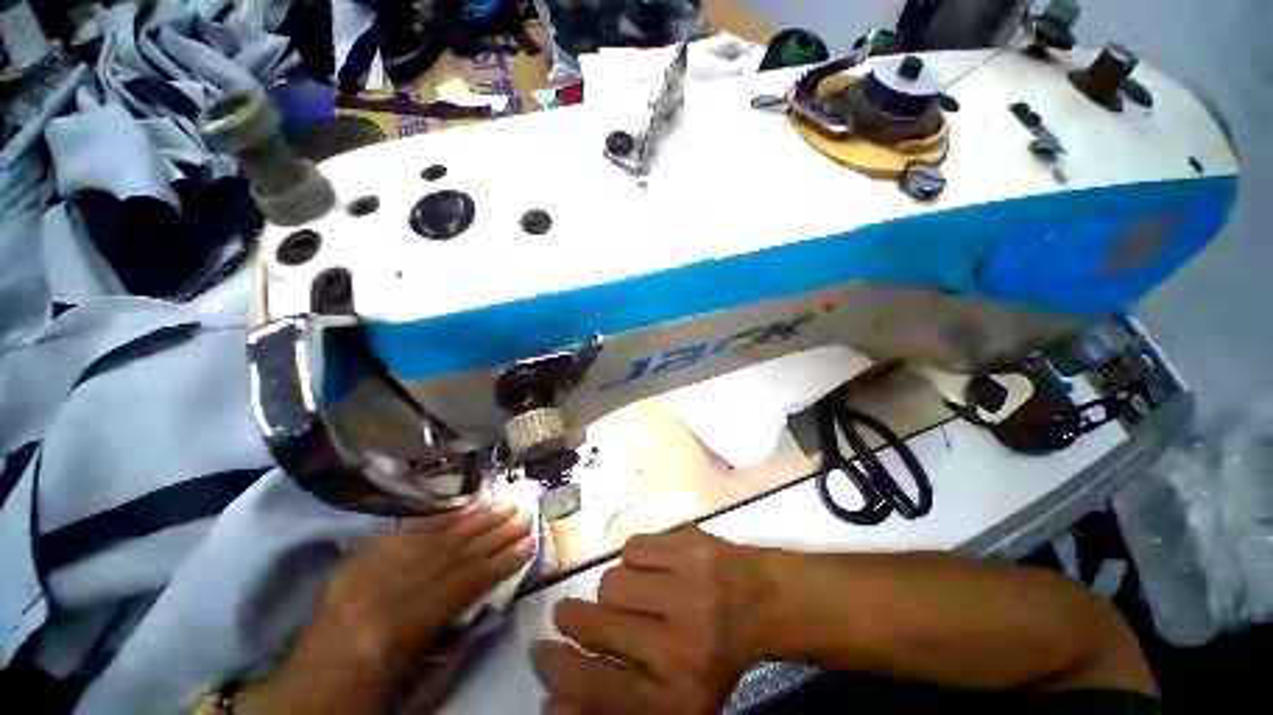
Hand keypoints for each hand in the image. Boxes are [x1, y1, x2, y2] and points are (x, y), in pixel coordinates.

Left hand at [237, 505, 534, 714]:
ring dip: (473, 520)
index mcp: (398, 628)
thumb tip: (488, 597)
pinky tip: (462, 511)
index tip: (530, 543)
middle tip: (525, 513)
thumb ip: (452, 633)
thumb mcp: (412, 679)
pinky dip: (438, 522)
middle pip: (452, 552)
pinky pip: (405, 536)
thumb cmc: (363, 698)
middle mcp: (384, 590)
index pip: (464, 583)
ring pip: (432, 537)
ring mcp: (368, 570)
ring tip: (503, 505)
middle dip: (494, 532)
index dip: (501, 562)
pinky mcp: (357, 560)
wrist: (304, 691)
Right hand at [533, 527, 776, 714]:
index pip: (599, 689)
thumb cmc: (715, 655)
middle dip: (573, 620)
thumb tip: (552, 703)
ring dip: (614, 590)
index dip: (560, 671)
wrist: (763, 599)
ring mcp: (688, 586)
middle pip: (599, 626)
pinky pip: (633, 546)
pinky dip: (633, 558)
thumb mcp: (672, 700)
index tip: (540, 652)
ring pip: (614, 581)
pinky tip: (652, 567)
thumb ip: (612, 705)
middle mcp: (682, 643)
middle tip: (567, 614)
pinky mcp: (690, 545)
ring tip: (632, 594)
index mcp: (678, 694)